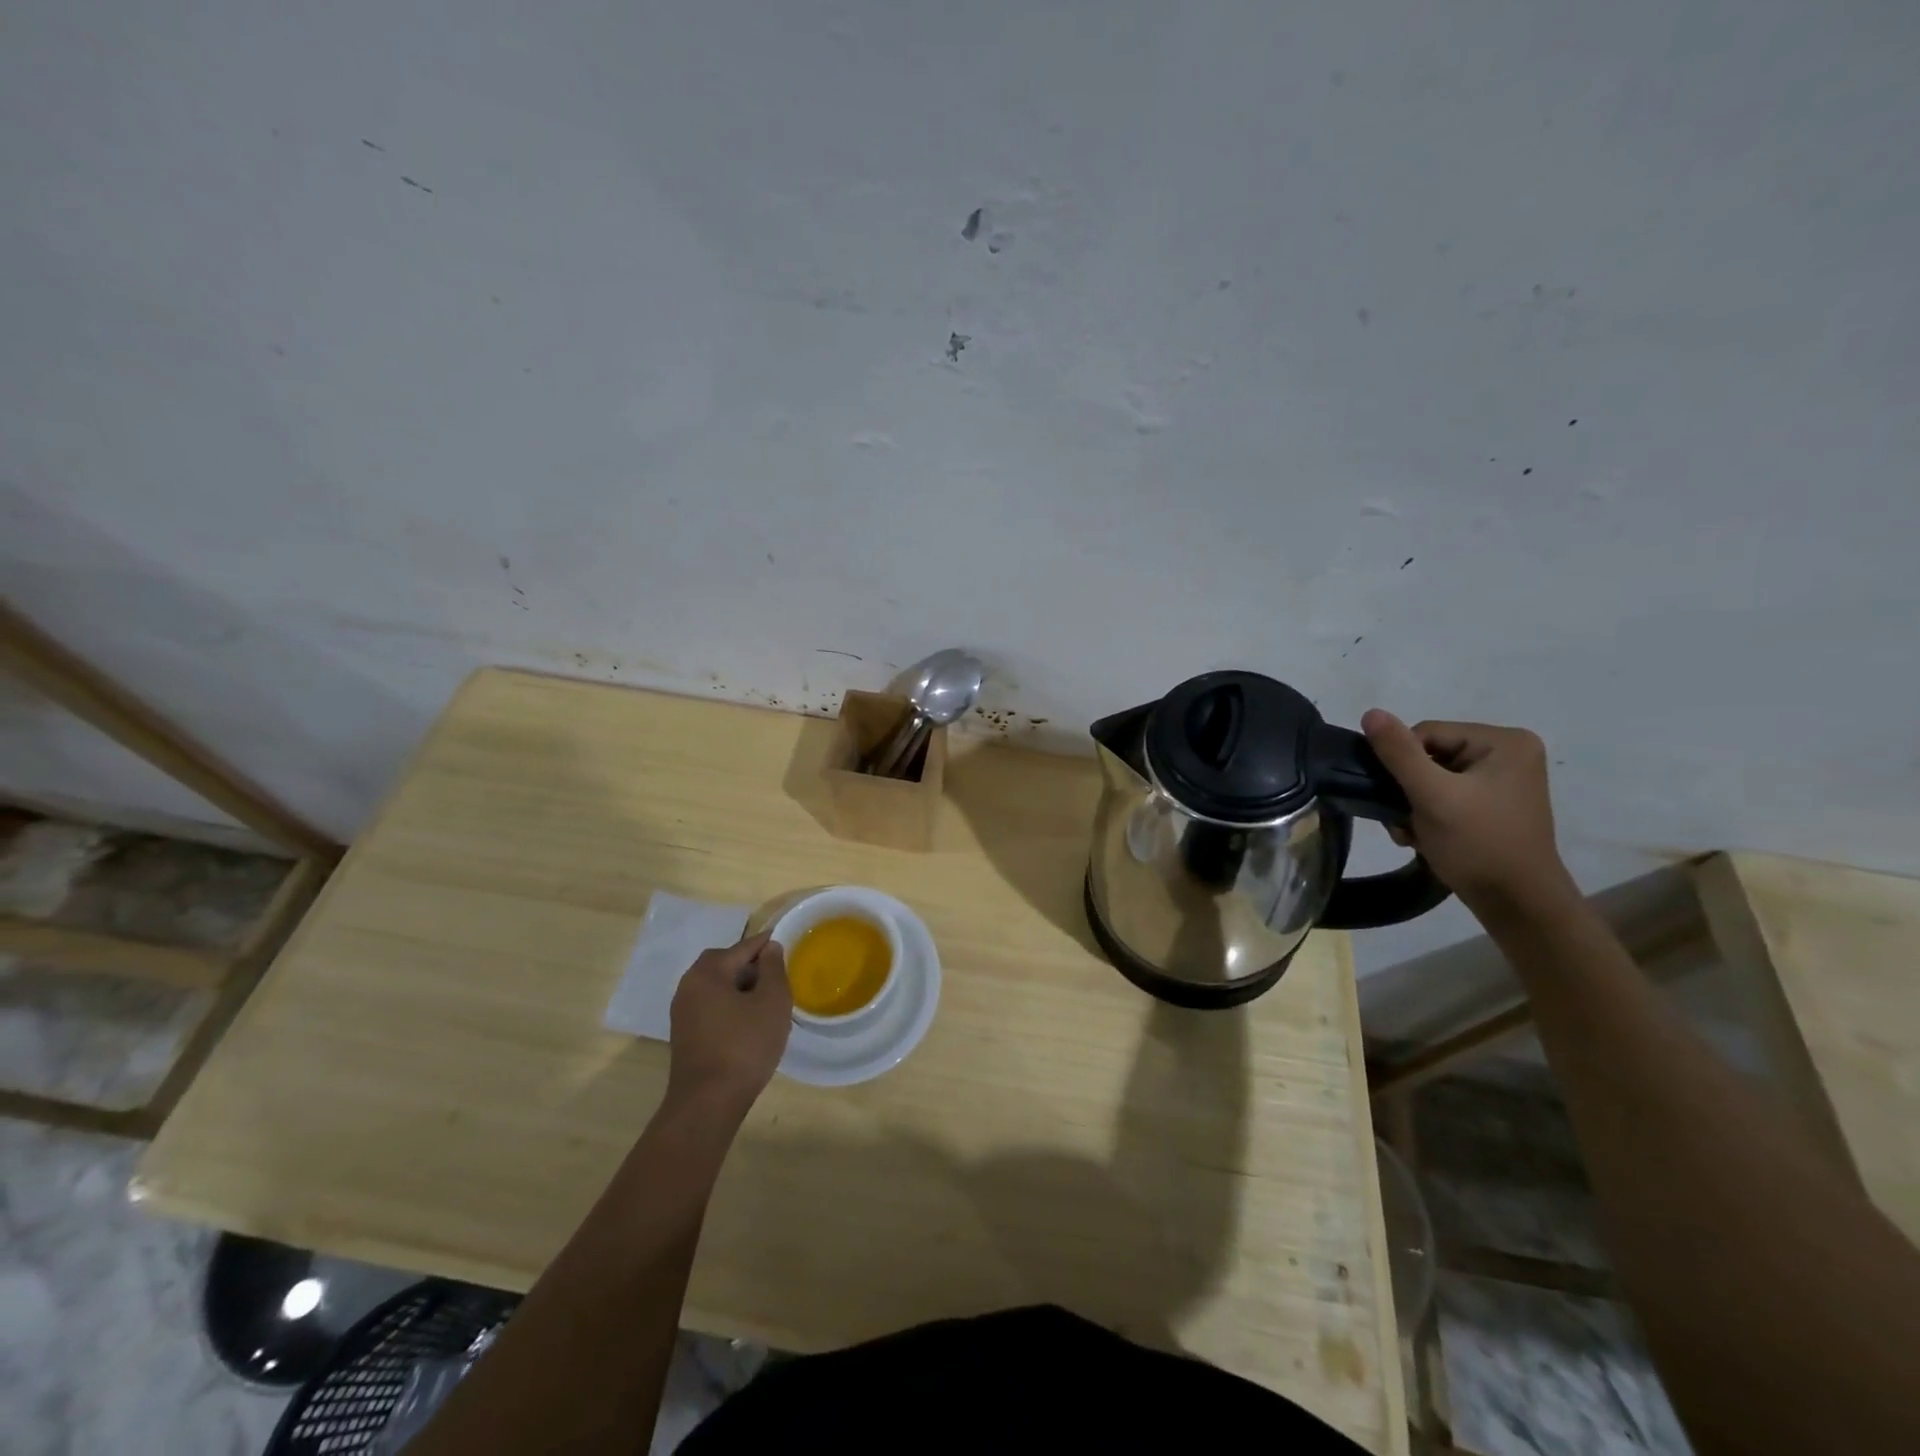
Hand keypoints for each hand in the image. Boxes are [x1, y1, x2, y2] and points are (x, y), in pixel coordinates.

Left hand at [665, 932, 792, 1120]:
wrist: (708, 1103)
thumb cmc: (744, 1046)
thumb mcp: (772, 1002)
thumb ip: (773, 968)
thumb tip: (770, 948)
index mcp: (707, 972)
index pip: (743, 947)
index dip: (767, 944)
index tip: (786, 941)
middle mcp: (688, 986)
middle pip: (726, 964)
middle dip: (752, 966)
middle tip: (778, 974)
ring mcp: (683, 1013)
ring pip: (718, 987)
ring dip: (742, 988)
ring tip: (769, 1000)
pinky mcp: (685, 1035)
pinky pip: (712, 1007)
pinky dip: (731, 1006)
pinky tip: (750, 1022)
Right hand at [1360, 710, 1577, 915]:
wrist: (1517, 905)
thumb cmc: (1478, 844)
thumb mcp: (1432, 795)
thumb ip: (1399, 753)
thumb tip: (1371, 712)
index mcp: (1504, 742)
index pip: (1427, 733)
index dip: (1403, 764)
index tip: (1400, 799)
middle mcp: (1509, 754)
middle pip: (1429, 755)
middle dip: (1407, 788)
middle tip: (1403, 821)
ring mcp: (1503, 780)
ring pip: (1432, 778)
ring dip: (1412, 804)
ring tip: (1411, 832)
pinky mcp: (1493, 804)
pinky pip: (1446, 795)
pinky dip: (1428, 814)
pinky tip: (1423, 836)